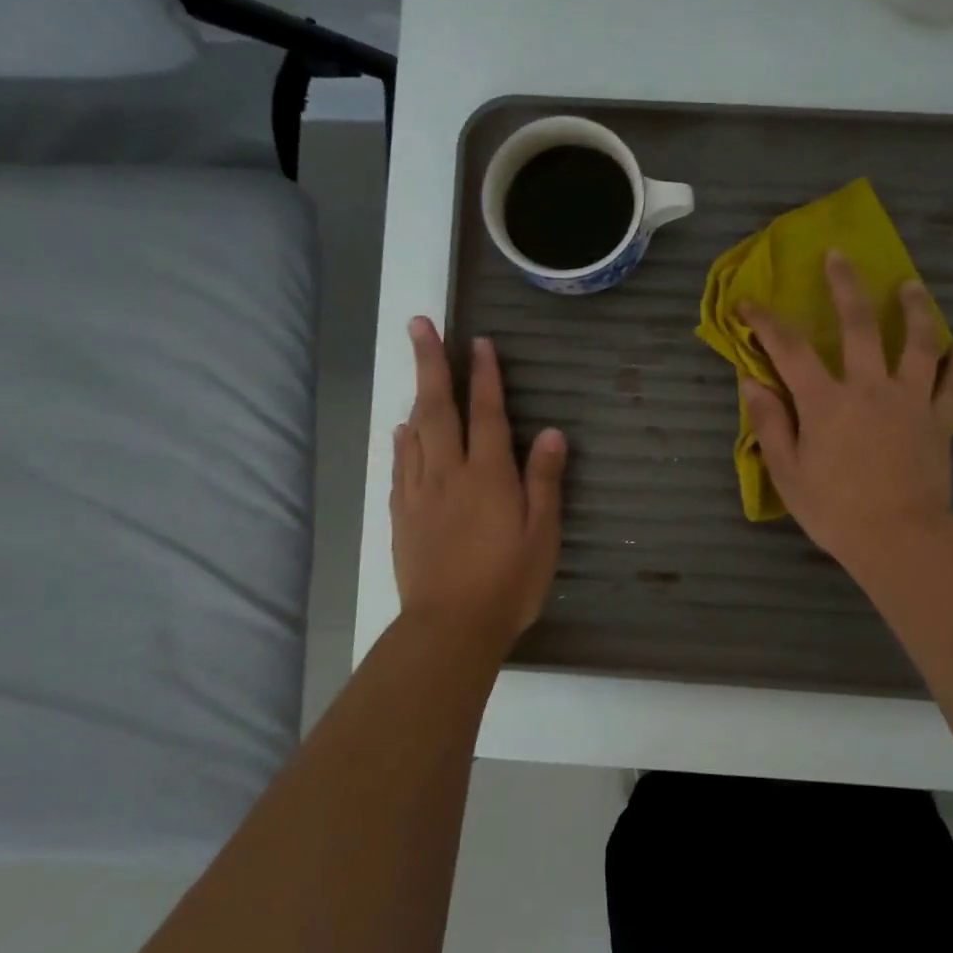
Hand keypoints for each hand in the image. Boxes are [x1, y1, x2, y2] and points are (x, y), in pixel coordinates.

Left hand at [391, 317, 567, 646]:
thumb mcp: (542, 534)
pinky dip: (402, 440)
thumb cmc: (508, 582)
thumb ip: (544, 480)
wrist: (451, 627)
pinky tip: (402, 430)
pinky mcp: (403, 516)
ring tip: (416, 365)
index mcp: (489, 476)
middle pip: (438, 408)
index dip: (485, 376)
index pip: (487, 414)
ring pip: (415, 432)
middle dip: (430, 363)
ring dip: (416, 394)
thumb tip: (552, 433)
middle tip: (419, 324)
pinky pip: (400, 466)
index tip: (478, 342)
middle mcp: (449, 473)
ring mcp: (420, 493)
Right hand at [739, 251, 952, 568]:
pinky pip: (952, 384)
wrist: (900, 539)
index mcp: (825, 400)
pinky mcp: (938, 419)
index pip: (789, 349)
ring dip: (914, 309)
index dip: (766, 322)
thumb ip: (770, 423)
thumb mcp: (788, 472)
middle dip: (845, 286)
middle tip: (839, 256)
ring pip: (918, 342)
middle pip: (859, 324)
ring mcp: (910, 399)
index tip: (749, 303)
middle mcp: (869, 386)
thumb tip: (751, 382)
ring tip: (911, 285)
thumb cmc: (836, 511)